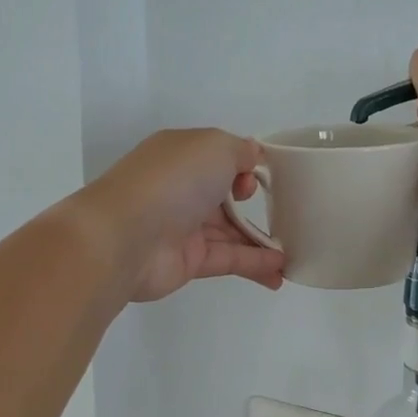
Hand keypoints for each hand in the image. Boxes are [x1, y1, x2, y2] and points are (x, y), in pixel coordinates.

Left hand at [76, 129, 285, 302]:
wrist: (124, 237)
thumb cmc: (172, 181)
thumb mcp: (214, 146)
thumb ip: (240, 150)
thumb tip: (252, 157)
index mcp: (182, 154)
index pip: (219, 156)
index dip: (245, 164)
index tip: (264, 175)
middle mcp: (181, 187)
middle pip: (224, 193)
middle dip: (252, 200)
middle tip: (281, 209)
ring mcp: (183, 226)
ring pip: (229, 230)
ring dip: (261, 240)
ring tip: (294, 250)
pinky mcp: (188, 261)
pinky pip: (228, 258)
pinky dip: (254, 263)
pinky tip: (280, 270)